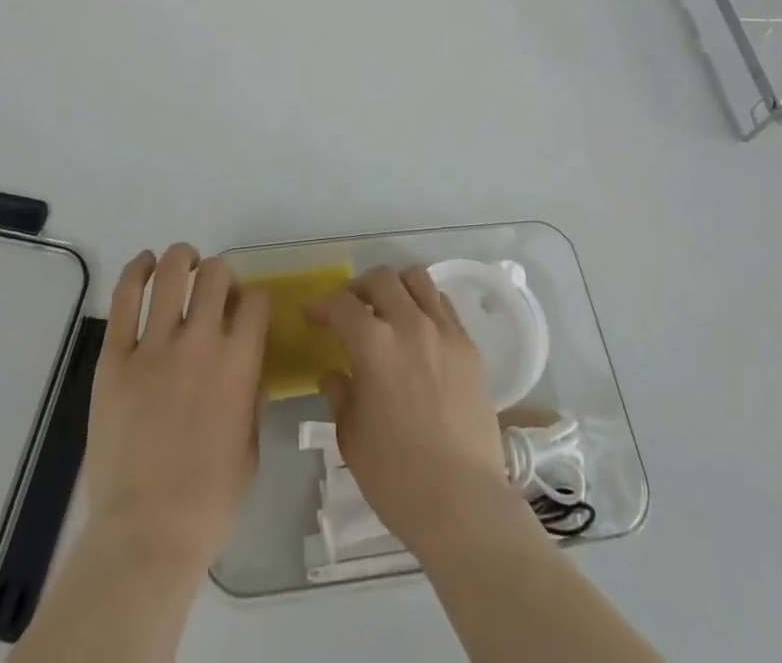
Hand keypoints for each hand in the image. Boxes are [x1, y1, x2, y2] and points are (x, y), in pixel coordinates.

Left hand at [82, 244, 271, 572]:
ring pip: (171, 274)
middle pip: (215, 275)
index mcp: (239, 364)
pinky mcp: (115, 359)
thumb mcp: (250, 451)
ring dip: (181, 258)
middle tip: (214, 289)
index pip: (256, 302)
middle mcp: (200, 342)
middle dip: (220, 273)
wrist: (146, 534)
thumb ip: (253, 402)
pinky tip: (143, 264)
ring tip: (183, 261)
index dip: (255, 300)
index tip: (247, 311)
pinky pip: (124, 300)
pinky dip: (135, 272)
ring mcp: (154, 347)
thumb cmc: (208, 502)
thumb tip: (249, 374)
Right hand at [307, 265, 519, 556]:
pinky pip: (444, 305)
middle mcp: (410, 324)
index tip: (312, 316)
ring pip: (417, 279)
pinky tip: (418, 330)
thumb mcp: (351, 438)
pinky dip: (424, 304)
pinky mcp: (469, 346)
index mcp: (374, 345)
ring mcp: (445, 331)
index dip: (321, 305)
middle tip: (348, 310)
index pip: (341, 304)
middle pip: (381, 278)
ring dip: (395, 287)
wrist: (464, 503)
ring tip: (386, 310)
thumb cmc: (397, 477)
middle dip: (357, 288)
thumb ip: (340, 395)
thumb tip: (334, 373)